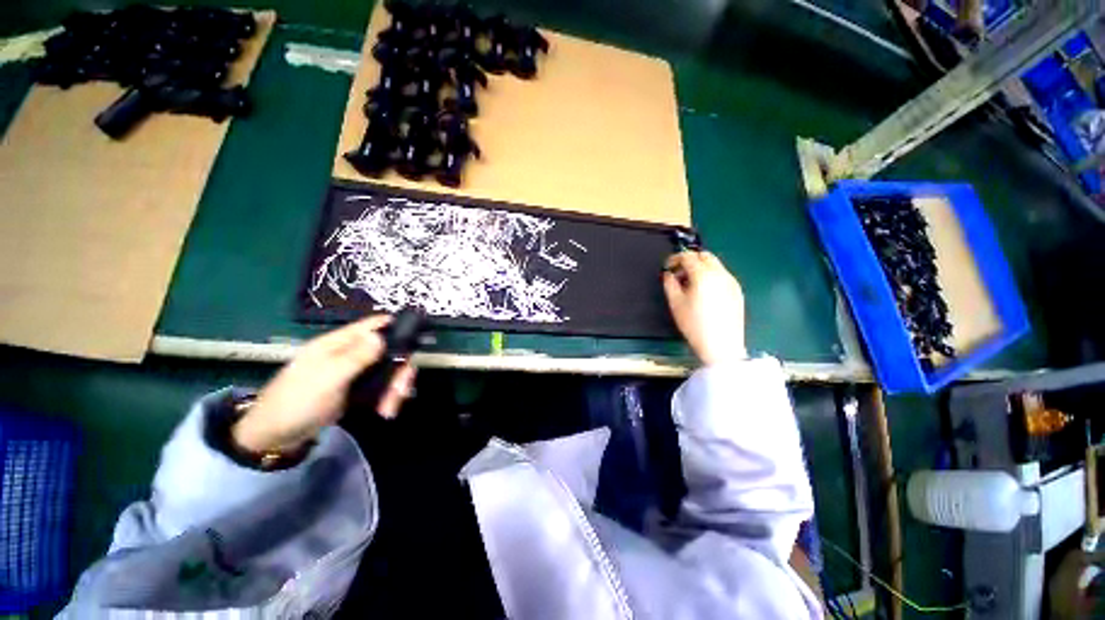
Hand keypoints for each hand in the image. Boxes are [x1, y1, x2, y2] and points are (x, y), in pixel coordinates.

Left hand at [232, 315, 416, 452]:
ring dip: (395, 388)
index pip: (372, 325)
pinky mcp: (355, 390)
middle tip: (401, 391)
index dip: (396, 326)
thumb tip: (381, 334)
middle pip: (388, 351)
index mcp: (338, 344)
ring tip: (390, 409)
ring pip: (387, 371)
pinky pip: (381, 387)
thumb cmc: (298, 402)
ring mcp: (353, 373)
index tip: (417, 339)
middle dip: (399, 370)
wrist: (275, 438)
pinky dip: (387, 398)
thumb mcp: (328, 378)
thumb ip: (357, 356)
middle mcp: (349, 354)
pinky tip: (386, 411)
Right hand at [663, 251, 746, 365]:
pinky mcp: (737, 290)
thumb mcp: (675, 304)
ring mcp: (731, 281)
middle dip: (690, 260)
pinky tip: (705, 293)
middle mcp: (720, 273)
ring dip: (700, 267)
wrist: (721, 345)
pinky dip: (711, 276)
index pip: (688, 256)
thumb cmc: (694, 324)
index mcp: (703, 275)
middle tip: (679, 274)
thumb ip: (669, 284)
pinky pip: (722, 275)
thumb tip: (669, 274)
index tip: (668, 268)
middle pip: (704, 255)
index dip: (675, 259)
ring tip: (690, 285)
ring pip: (715, 264)